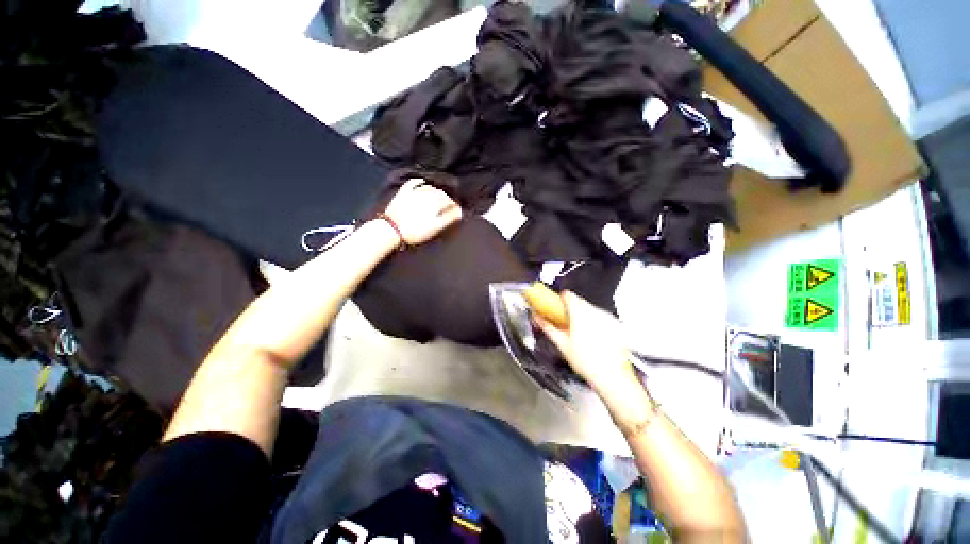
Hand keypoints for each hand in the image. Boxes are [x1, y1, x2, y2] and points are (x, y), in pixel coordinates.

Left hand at [382, 178, 462, 244]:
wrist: (392, 230)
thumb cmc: (415, 231)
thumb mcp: (435, 227)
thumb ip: (448, 218)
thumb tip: (459, 212)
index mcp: (435, 203)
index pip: (449, 201)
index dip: (454, 205)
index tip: (458, 209)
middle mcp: (426, 195)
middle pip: (440, 193)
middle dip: (446, 197)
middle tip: (449, 203)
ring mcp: (414, 192)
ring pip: (429, 187)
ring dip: (436, 190)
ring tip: (439, 195)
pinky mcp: (403, 193)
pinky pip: (413, 183)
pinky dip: (419, 181)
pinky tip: (422, 181)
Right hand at [535, 291, 638, 395]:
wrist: (610, 376)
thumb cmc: (587, 363)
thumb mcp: (561, 344)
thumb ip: (548, 327)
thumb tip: (538, 318)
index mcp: (580, 314)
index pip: (569, 295)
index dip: (561, 298)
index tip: (557, 304)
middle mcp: (595, 313)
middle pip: (579, 301)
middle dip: (571, 308)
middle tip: (565, 321)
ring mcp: (607, 318)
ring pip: (590, 308)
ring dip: (583, 314)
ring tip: (579, 332)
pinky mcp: (615, 324)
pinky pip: (601, 316)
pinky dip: (595, 321)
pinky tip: (593, 336)